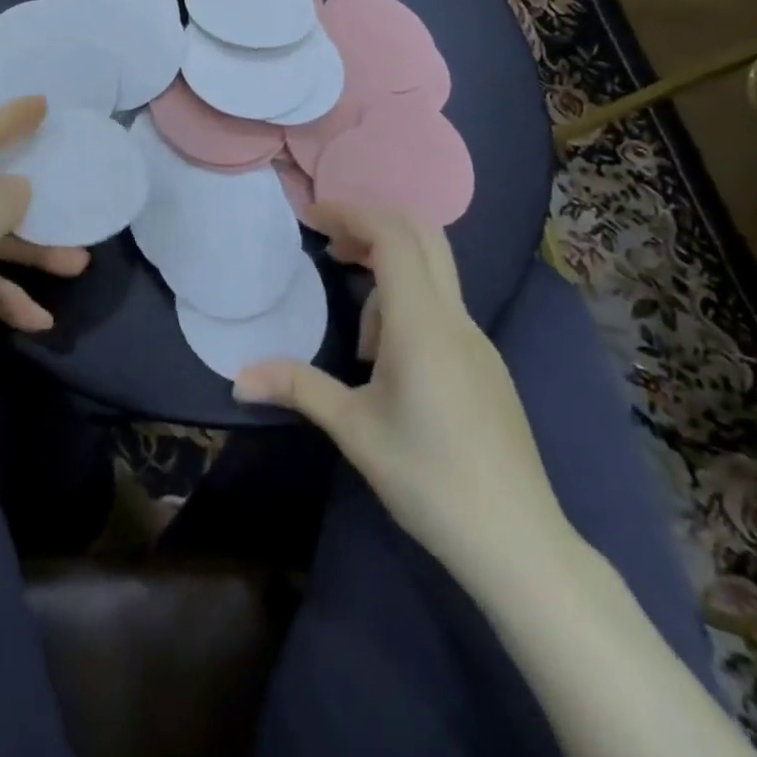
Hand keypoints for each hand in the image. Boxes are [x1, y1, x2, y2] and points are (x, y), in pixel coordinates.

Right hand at [234, 205, 567, 572]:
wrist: (519, 543)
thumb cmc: (429, 478)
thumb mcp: (354, 430)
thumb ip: (296, 389)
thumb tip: (238, 378)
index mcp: (422, 322)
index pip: (391, 235)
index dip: (350, 213)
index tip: (310, 218)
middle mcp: (455, 318)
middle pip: (422, 235)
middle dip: (371, 225)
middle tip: (329, 245)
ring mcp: (477, 340)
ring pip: (433, 272)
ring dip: (388, 272)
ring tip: (357, 336)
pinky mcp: (485, 364)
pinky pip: (442, 307)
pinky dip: (407, 303)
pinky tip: (388, 362)